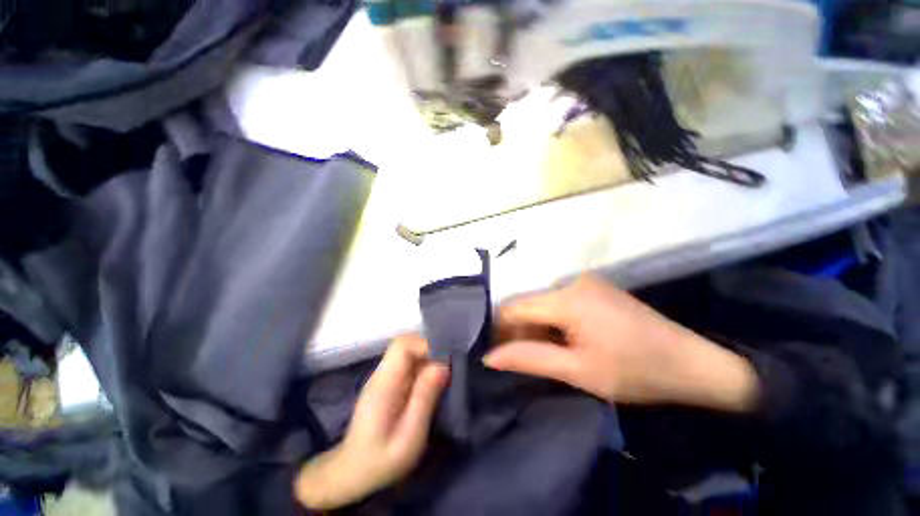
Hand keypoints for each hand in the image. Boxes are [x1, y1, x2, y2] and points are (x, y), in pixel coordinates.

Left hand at [294, 334, 448, 509]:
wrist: (352, 473)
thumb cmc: (381, 461)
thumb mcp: (409, 437)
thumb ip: (424, 399)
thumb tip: (443, 365)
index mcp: (384, 383)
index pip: (402, 345)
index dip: (426, 345)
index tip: (446, 360)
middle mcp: (383, 373)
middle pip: (407, 344)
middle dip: (431, 350)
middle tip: (450, 370)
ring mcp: (385, 376)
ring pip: (410, 352)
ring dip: (430, 359)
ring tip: (445, 378)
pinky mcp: (390, 382)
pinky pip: (410, 364)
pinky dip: (425, 367)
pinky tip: (433, 385)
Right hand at [484, 275, 758, 410]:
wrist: (694, 364)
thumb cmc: (635, 371)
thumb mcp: (578, 371)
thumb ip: (529, 359)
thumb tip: (488, 356)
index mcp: (566, 298)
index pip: (513, 307)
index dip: (498, 328)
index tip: (493, 351)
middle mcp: (571, 281)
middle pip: (527, 303)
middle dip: (518, 330)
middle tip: (519, 359)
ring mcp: (584, 282)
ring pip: (541, 303)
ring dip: (535, 327)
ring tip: (542, 353)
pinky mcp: (594, 288)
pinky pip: (558, 301)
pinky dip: (552, 321)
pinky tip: (561, 340)